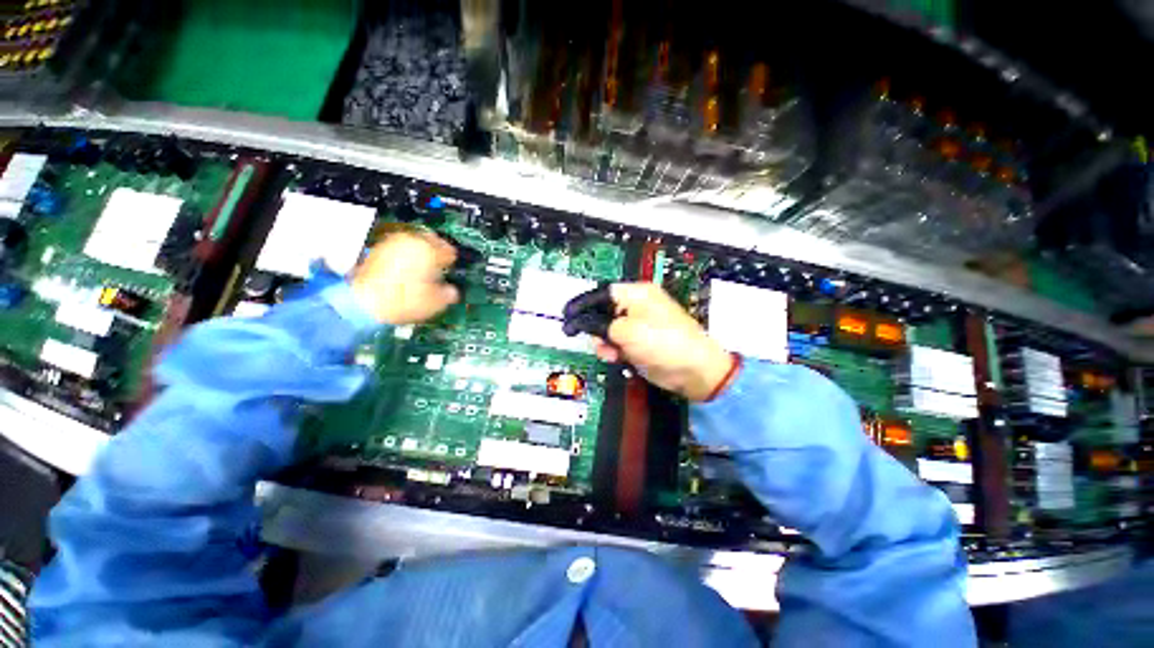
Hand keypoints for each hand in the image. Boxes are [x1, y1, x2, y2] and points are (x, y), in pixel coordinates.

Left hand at [350, 227, 459, 324]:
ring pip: (413, 241)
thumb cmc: (406, 301)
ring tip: (423, 265)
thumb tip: (452, 291)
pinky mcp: (377, 250)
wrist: (365, 303)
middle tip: (440, 262)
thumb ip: (449, 293)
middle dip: (436, 249)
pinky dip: (405, 255)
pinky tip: (406, 268)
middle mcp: (411, 241)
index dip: (452, 260)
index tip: (452, 268)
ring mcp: (392, 243)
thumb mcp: (436, 302)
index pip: (449, 250)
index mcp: (429, 250)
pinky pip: (399, 248)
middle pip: (430, 239)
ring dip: (420, 250)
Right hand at [593, 282, 734, 401]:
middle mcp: (637, 306)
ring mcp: (639, 325)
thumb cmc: (662, 342)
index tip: (567, 315)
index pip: (603, 293)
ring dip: (604, 341)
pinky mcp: (640, 342)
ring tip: (609, 353)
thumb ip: (600, 324)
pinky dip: (613, 350)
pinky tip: (615, 357)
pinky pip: (618, 343)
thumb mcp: (626, 330)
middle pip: (604, 311)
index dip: (583, 304)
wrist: (693, 370)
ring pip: (608, 329)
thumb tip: (581, 322)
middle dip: (595, 327)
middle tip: (592, 339)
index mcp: (637, 294)